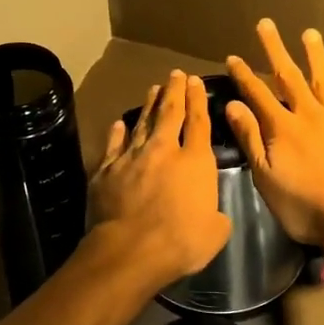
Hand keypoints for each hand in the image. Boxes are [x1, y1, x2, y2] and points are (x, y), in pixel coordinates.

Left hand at [87, 70, 231, 286]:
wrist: (130, 250)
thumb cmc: (181, 242)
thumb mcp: (215, 231)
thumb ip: (216, 215)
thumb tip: (213, 214)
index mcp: (195, 161)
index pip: (198, 122)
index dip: (198, 100)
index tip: (196, 82)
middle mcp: (163, 150)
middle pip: (169, 113)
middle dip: (174, 91)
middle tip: (176, 74)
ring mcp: (131, 157)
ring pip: (141, 123)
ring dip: (148, 104)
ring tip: (153, 89)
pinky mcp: (106, 170)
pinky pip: (114, 145)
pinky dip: (117, 132)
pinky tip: (119, 123)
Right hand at [225, 21, 323, 246]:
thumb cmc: (306, 206)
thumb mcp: (267, 178)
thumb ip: (251, 139)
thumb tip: (233, 105)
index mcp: (283, 128)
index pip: (258, 94)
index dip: (244, 75)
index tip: (233, 56)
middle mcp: (311, 115)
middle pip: (290, 77)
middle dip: (276, 50)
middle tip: (267, 24)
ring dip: (316, 56)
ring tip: (310, 33)